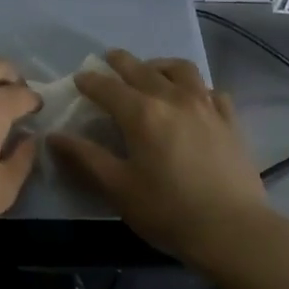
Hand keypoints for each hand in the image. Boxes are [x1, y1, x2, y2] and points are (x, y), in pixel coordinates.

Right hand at [47, 49, 269, 268]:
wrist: (232, 229)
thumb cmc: (168, 211)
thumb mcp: (118, 188)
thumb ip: (85, 158)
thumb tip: (55, 136)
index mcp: (142, 114)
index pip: (108, 88)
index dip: (90, 81)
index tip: (79, 78)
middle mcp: (174, 99)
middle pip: (143, 70)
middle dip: (122, 62)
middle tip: (109, 59)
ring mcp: (207, 106)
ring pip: (181, 70)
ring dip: (160, 65)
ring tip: (151, 71)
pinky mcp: (230, 120)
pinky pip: (210, 90)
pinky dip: (195, 87)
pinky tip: (193, 98)